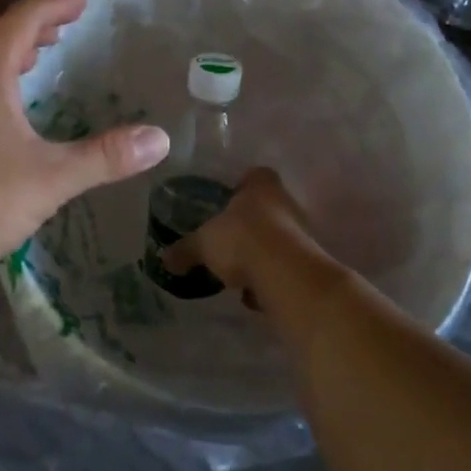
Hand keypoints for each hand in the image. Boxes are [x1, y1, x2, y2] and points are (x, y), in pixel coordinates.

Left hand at [0, 0, 169, 285]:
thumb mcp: (51, 178)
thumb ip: (105, 157)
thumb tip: (160, 139)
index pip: (21, 20)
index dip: (54, 6)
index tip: (83, 3)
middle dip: (29, 26)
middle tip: (62, 32)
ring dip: (6, 53)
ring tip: (36, 63)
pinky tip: (3, 114)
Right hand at [163, 167, 326, 308]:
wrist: (285, 275)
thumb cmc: (241, 239)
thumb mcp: (203, 244)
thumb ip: (185, 250)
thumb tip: (164, 258)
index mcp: (261, 187)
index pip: (255, 175)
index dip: (242, 186)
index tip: (228, 200)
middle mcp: (286, 205)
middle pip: (267, 209)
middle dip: (248, 225)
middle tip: (226, 241)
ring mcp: (301, 235)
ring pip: (276, 240)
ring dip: (260, 255)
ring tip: (238, 273)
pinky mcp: (307, 264)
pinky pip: (284, 269)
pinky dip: (270, 281)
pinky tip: (254, 295)